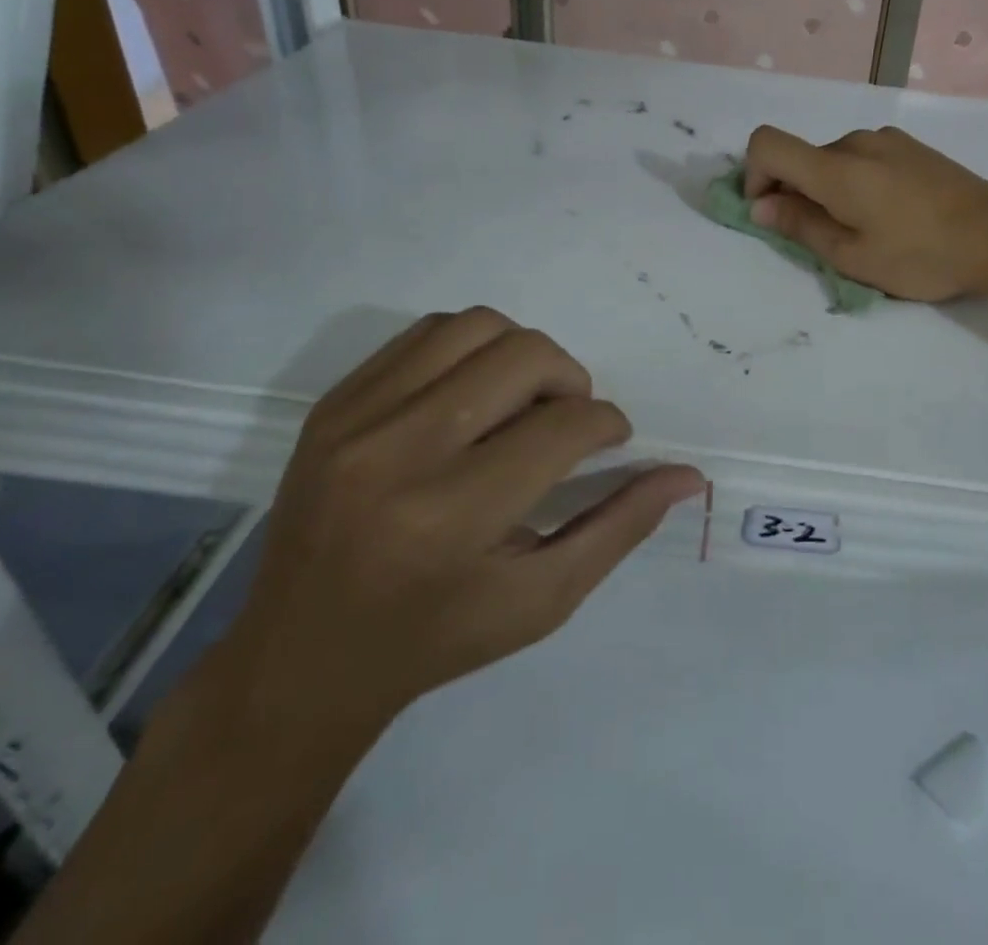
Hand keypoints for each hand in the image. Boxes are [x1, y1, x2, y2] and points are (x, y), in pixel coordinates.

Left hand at [201, 309, 703, 743]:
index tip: (609, 442)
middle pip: (524, 357)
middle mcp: (398, 455)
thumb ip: (619, 528)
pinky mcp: (332, 404)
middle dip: (571, 381)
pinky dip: (470, 349)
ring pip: (476, 326)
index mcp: (452, 519)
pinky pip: (425, 333)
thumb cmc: (436, 639)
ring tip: (522, 401)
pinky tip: (474, 395)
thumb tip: (688, 475)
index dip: (607, 425)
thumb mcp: (542, 600)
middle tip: (568, 421)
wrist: (298, 659)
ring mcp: (355, 421)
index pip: (564, 428)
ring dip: (522, 354)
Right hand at [742, 125, 987, 300]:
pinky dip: (856, 182)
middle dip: (795, 193)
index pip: (766, 144)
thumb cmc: (922, 255)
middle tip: (823, 238)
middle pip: (801, 157)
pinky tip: (890, 214)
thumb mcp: (853, 256)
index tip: (772, 211)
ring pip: (834, 160)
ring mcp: (888, 140)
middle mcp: (857, 142)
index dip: (753, 175)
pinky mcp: (911, 146)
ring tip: (864, 230)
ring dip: (828, 190)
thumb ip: (801, 226)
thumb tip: (761, 205)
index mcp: (836, 168)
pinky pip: (863, 158)